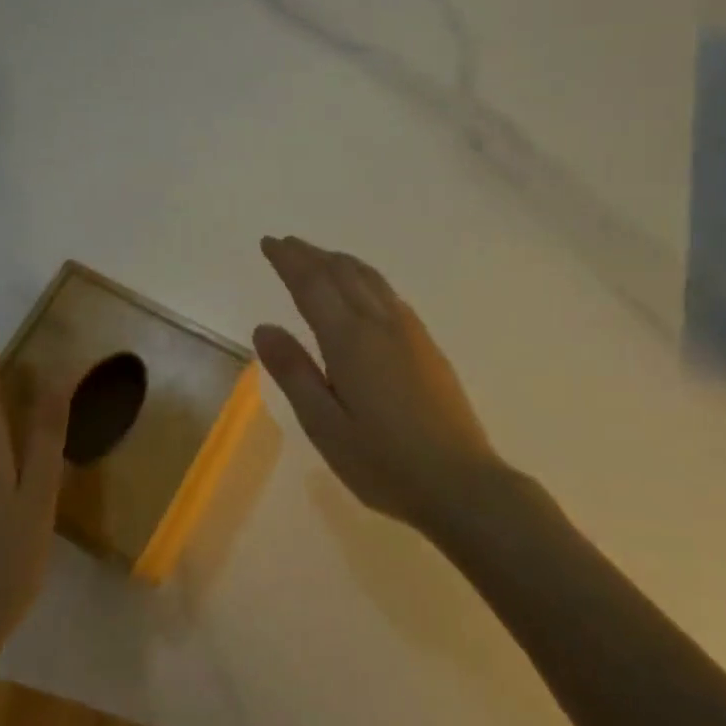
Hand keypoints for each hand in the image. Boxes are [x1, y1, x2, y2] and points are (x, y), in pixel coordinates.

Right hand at [254, 235, 508, 534]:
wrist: (461, 483)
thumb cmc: (384, 462)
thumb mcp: (325, 426)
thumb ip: (294, 373)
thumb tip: (264, 327)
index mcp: (351, 340)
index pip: (313, 284)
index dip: (289, 260)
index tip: (269, 243)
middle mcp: (381, 324)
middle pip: (342, 273)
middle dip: (311, 255)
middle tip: (285, 244)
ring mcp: (410, 332)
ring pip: (370, 279)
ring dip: (340, 262)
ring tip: (319, 257)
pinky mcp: (427, 346)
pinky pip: (388, 294)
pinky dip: (365, 278)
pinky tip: (363, 290)